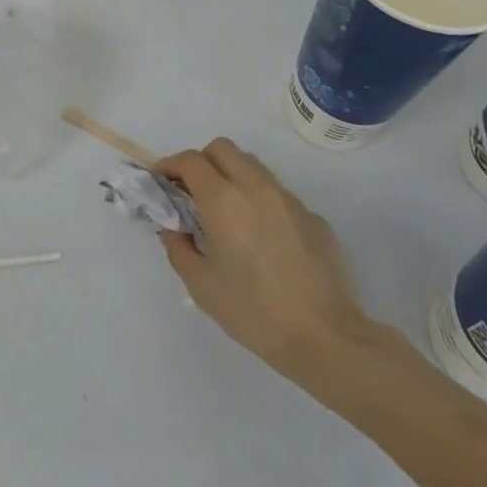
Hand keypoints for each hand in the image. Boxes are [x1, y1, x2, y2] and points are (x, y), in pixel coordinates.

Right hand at [159, 139, 390, 377]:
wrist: (324, 337)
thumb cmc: (253, 311)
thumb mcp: (201, 285)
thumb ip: (179, 247)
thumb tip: (173, 228)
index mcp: (224, 200)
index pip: (191, 160)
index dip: (170, 165)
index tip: (162, 183)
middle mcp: (256, 187)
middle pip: (223, 149)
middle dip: (201, 162)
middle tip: (192, 192)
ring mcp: (289, 199)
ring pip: (253, 165)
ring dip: (231, 176)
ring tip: (226, 213)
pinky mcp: (313, 216)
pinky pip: (277, 194)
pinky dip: (259, 201)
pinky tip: (262, 239)